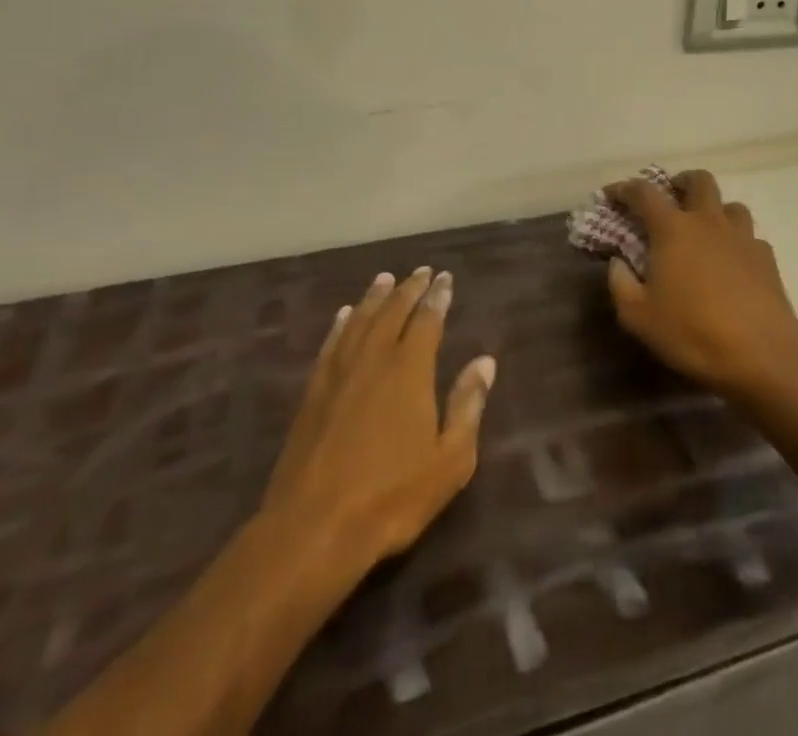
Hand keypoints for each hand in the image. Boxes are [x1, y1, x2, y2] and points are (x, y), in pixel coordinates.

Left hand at [259, 267, 496, 582]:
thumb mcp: (449, 461)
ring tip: (385, 278)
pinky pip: (331, 343)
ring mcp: (339, 373)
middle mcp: (375, 358)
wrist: (313, 527)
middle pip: (393, 311)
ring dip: (375, 297)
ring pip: (360, 320)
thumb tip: (484, 362)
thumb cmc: (391, 497)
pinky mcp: (313, 392)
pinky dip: (341, 324)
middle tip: (421, 271)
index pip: (428, 320)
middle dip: (409, 288)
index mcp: (410, 370)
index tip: (445, 278)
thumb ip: (468, 406)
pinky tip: (345, 315)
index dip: (438, 296)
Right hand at [604, 170, 797, 400]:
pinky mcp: (767, 258)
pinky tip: (733, 263)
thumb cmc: (692, 332)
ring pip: (730, 205)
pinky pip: (750, 236)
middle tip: (671, 197)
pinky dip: (737, 241)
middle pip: (699, 180)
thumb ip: (620, 284)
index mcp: (673, 229)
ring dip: (715, 209)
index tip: (613, 194)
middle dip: (681, 182)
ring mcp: (742, 237)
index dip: (624, 188)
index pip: (644, 193)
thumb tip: (618, 262)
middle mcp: (708, 221)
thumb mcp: (638, 317)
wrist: (762, 355)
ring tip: (705, 230)